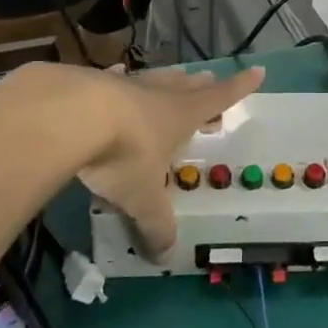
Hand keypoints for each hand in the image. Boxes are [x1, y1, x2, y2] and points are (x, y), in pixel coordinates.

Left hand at [15, 63, 263, 252]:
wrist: (69, 115)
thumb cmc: (122, 154)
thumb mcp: (142, 198)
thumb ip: (155, 225)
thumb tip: (165, 258)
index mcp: (181, 116)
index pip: (219, 98)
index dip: (240, 87)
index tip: (258, 70)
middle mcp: (158, 95)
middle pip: (187, 86)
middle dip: (202, 87)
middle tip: (211, 83)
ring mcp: (125, 84)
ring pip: (155, 79)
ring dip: (167, 81)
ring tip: (175, 77)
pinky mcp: (91, 82)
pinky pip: (114, 79)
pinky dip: (120, 79)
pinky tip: (117, 75)